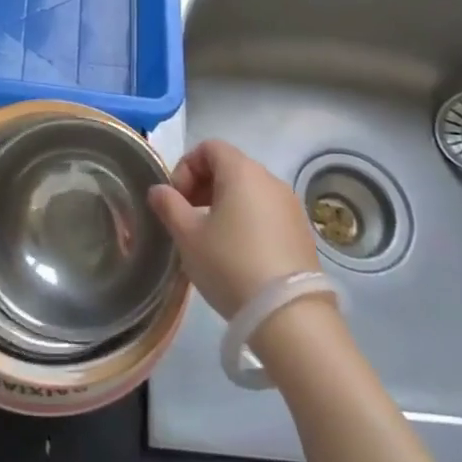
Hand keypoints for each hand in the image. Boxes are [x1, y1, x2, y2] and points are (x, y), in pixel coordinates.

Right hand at [148, 140, 318, 318]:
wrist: (288, 314)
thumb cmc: (230, 264)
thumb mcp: (187, 236)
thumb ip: (169, 206)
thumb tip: (158, 190)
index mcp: (242, 171)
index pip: (209, 147)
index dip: (186, 167)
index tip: (176, 199)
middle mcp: (270, 179)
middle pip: (230, 166)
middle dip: (203, 186)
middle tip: (187, 217)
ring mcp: (290, 205)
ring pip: (249, 190)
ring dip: (224, 204)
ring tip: (210, 238)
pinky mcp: (302, 231)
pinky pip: (266, 212)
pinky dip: (247, 220)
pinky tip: (238, 253)